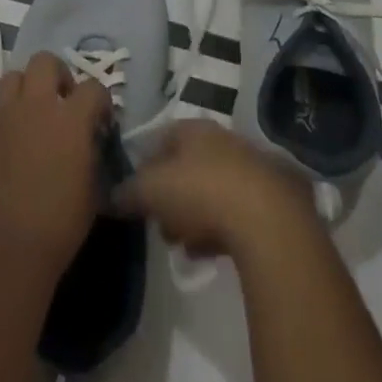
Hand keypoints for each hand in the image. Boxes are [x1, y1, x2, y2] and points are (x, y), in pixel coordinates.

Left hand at [0, 52, 112, 285]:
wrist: (6, 250)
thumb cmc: (59, 225)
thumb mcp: (93, 188)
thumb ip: (91, 152)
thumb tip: (88, 139)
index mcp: (70, 118)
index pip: (93, 87)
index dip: (100, 101)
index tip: (100, 119)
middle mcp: (34, 106)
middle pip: (45, 61)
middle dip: (58, 75)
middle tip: (61, 102)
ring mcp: (1, 116)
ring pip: (11, 78)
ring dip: (24, 91)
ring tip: (30, 116)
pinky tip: (4, 144)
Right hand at [114, 119, 315, 259]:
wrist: (268, 220)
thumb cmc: (201, 191)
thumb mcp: (151, 190)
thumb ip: (128, 191)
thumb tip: (110, 195)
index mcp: (194, 129)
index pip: (162, 137)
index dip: (144, 163)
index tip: (134, 191)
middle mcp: (223, 141)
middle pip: (188, 166)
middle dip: (170, 195)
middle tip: (157, 223)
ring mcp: (250, 170)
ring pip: (212, 190)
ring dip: (193, 215)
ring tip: (179, 244)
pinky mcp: (271, 202)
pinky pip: (235, 214)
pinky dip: (217, 230)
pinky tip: (205, 253)